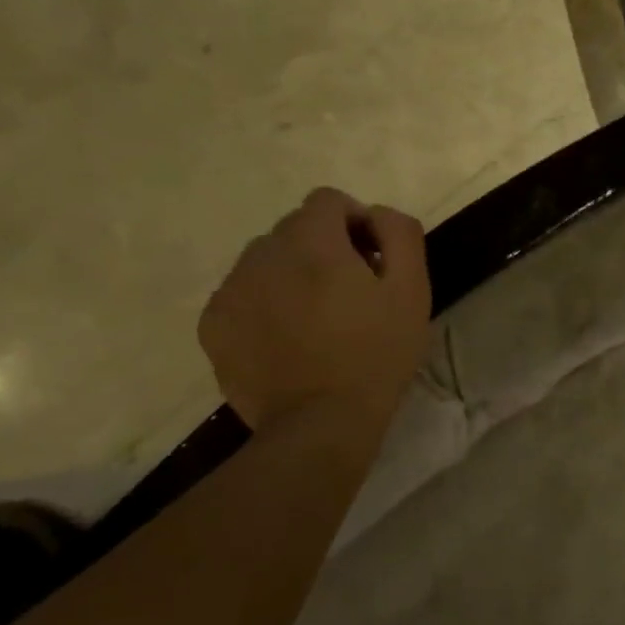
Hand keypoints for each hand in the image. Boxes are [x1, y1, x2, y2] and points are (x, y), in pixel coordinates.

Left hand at [198, 188, 431, 430]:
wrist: (321, 423)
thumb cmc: (376, 354)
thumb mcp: (412, 290)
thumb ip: (399, 233)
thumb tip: (375, 215)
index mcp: (312, 244)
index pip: (327, 201)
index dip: (355, 222)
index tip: (371, 261)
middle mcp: (261, 255)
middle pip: (294, 229)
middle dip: (323, 247)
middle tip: (348, 293)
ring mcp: (230, 290)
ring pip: (264, 260)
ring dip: (291, 273)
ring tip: (315, 318)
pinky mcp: (213, 325)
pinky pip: (241, 294)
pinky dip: (264, 303)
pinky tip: (287, 339)